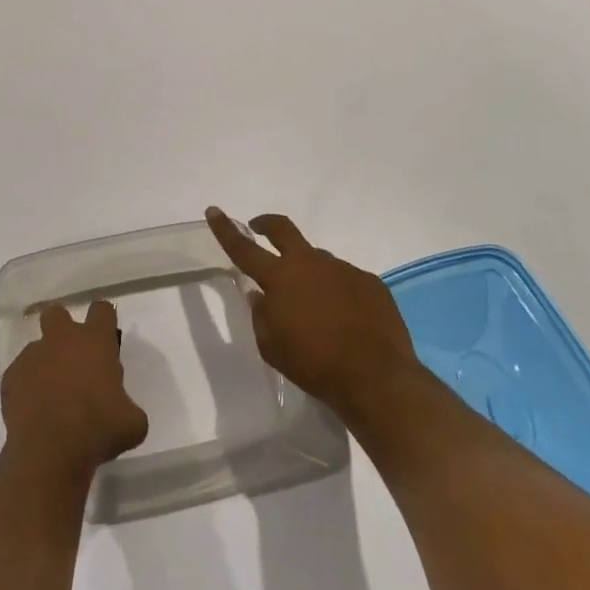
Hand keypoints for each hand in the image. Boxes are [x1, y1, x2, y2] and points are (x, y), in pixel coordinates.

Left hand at [0, 300, 148, 482]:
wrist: (50, 452)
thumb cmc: (98, 430)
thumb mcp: (132, 423)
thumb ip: (127, 405)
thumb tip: (121, 409)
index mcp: (95, 341)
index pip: (102, 310)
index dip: (105, 320)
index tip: (107, 338)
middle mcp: (61, 339)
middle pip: (58, 313)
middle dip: (63, 328)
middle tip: (72, 357)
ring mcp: (32, 355)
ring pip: (37, 347)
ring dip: (45, 363)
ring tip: (52, 395)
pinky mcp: (11, 377)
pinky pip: (20, 375)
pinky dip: (27, 387)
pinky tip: (35, 411)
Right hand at [206, 205, 421, 421]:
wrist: (376, 378)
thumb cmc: (314, 365)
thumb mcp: (271, 346)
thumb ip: (260, 314)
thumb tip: (259, 294)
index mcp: (280, 278)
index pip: (244, 248)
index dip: (226, 229)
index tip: (213, 210)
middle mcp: (309, 263)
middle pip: (283, 229)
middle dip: (266, 224)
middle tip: (259, 227)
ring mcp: (343, 269)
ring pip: (318, 260)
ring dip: (309, 273)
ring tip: (315, 305)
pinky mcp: (370, 282)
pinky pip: (346, 279)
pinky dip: (338, 291)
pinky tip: (345, 318)